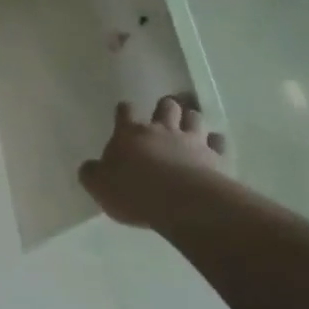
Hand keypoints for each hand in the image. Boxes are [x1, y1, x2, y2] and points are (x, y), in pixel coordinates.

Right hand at [79, 96, 228, 228]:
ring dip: (191, 120)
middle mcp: (161, 130)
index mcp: (129, 133)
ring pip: (194, 117)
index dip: (125, 111)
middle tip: (164, 116)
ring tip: (190, 127)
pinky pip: (219, 142)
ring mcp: (191, 141)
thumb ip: (92, 173)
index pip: (125, 111)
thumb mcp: (99, 186)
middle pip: (166, 106)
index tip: (125, 113)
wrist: (179, 203)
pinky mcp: (215, 157)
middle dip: (165, 108)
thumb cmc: (132, 191)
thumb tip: (89, 167)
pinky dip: (216, 143)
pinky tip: (214, 148)